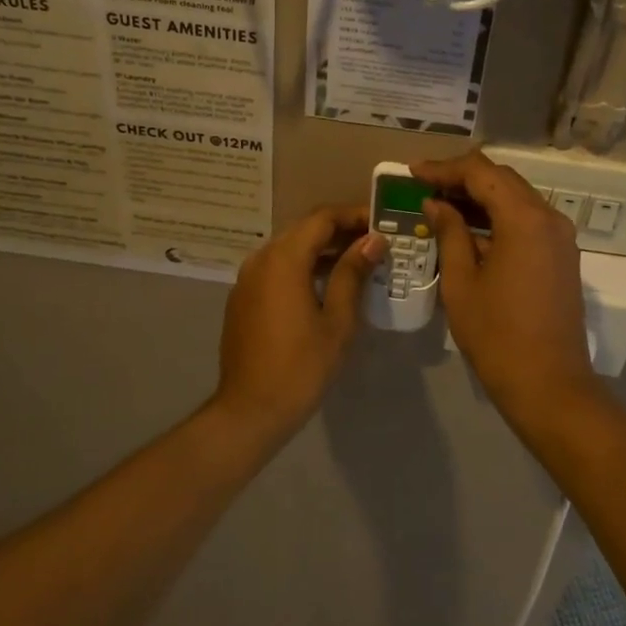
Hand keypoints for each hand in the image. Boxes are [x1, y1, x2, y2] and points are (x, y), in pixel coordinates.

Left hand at [213, 205, 384, 435]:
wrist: (250, 410)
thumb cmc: (301, 366)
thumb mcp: (337, 320)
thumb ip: (352, 273)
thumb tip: (373, 241)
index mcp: (283, 259)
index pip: (322, 218)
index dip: (354, 215)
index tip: (382, 224)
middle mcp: (260, 259)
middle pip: (304, 230)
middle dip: (340, 231)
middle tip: (375, 243)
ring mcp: (247, 279)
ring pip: (289, 249)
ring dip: (322, 250)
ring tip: (358, 263)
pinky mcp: (243, 298)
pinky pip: (276, 269)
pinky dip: (302, 267)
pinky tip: (326, 285)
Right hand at [413, 152, 600, 426]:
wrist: (548, 384)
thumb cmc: (496, 335)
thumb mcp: (461, 282)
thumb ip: (449, 233)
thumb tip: (436, 204)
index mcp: (524, 219)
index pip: (481, 173)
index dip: (445, 168)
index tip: (413, 172)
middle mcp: (549, 218)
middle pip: (503, 179)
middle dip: (462, 178)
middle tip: (424, 185)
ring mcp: (560, 237)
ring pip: (517, 198)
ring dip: (481, 196)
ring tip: (441, 203)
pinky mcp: (562, 256)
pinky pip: (528, 221)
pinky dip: (498, 216)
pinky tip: (469, 228)